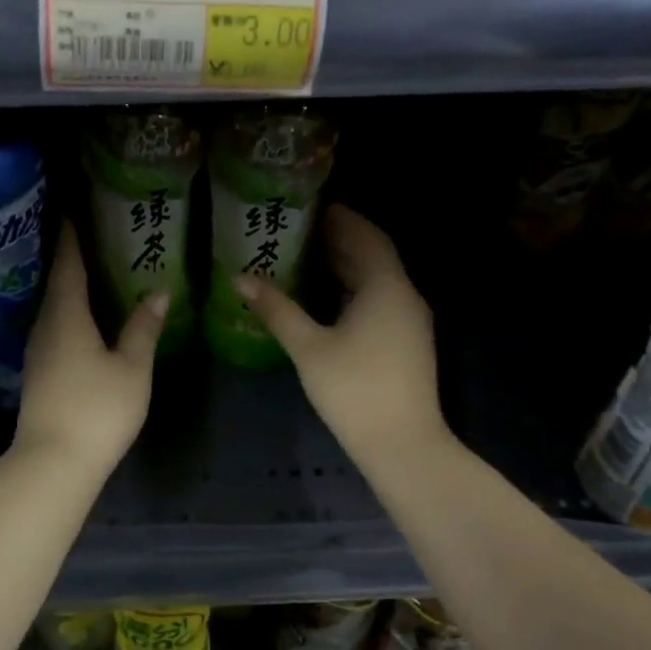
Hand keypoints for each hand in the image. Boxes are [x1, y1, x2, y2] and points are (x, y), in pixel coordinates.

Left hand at [16, 226, 167, 472]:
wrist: (53, 462)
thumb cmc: (96, 408)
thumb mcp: (131, 368)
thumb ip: (143, 328)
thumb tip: (158, 292)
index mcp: (67, 316)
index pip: (68, 266)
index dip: (71, 238)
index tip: (73, 212)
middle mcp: (45, 326)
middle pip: (56, 284)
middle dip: (70, 259)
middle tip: (89, 236)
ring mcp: (37, 352)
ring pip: (53, 307)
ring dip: (68, 287)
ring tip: (90, 272)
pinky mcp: (38, 373)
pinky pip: (53, 328)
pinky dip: (67, 312)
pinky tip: (82, 318)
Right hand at [233, 206, 448, 470]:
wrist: (403, 444)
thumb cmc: (354, 389)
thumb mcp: (308, 347)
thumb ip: (276, 309)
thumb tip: (240, 278)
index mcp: (386, 287)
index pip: (366, 235)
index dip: (342, 217)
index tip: (312, 204)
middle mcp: (405, 295)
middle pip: (374, 255)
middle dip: (341, 238)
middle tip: (301, 227)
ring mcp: (410, 321)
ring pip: (378, 279)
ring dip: (347, 264)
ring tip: (307, 255)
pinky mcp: (407, 341)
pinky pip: (380, 299)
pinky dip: (354, 288)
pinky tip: (326, 296)